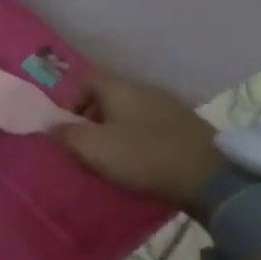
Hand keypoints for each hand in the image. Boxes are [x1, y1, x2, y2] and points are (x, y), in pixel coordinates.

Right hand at [56, 70, 219, 213]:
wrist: (209, 177)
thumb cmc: (142, 157)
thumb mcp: (94, 148)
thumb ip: (67, 134)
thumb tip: (51, 125)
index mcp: (119, 88)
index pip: (85, 81)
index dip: (72, 103)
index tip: (70, 131)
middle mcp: (143, 89)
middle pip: (108, 98)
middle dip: (94, 121)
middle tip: (89, 149)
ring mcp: (169, 106)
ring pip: (130, 113)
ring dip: (118, 132)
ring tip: (115, 160)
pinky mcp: (187, 126)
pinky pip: (152, 126)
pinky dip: (141, 140)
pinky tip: (143, 162)